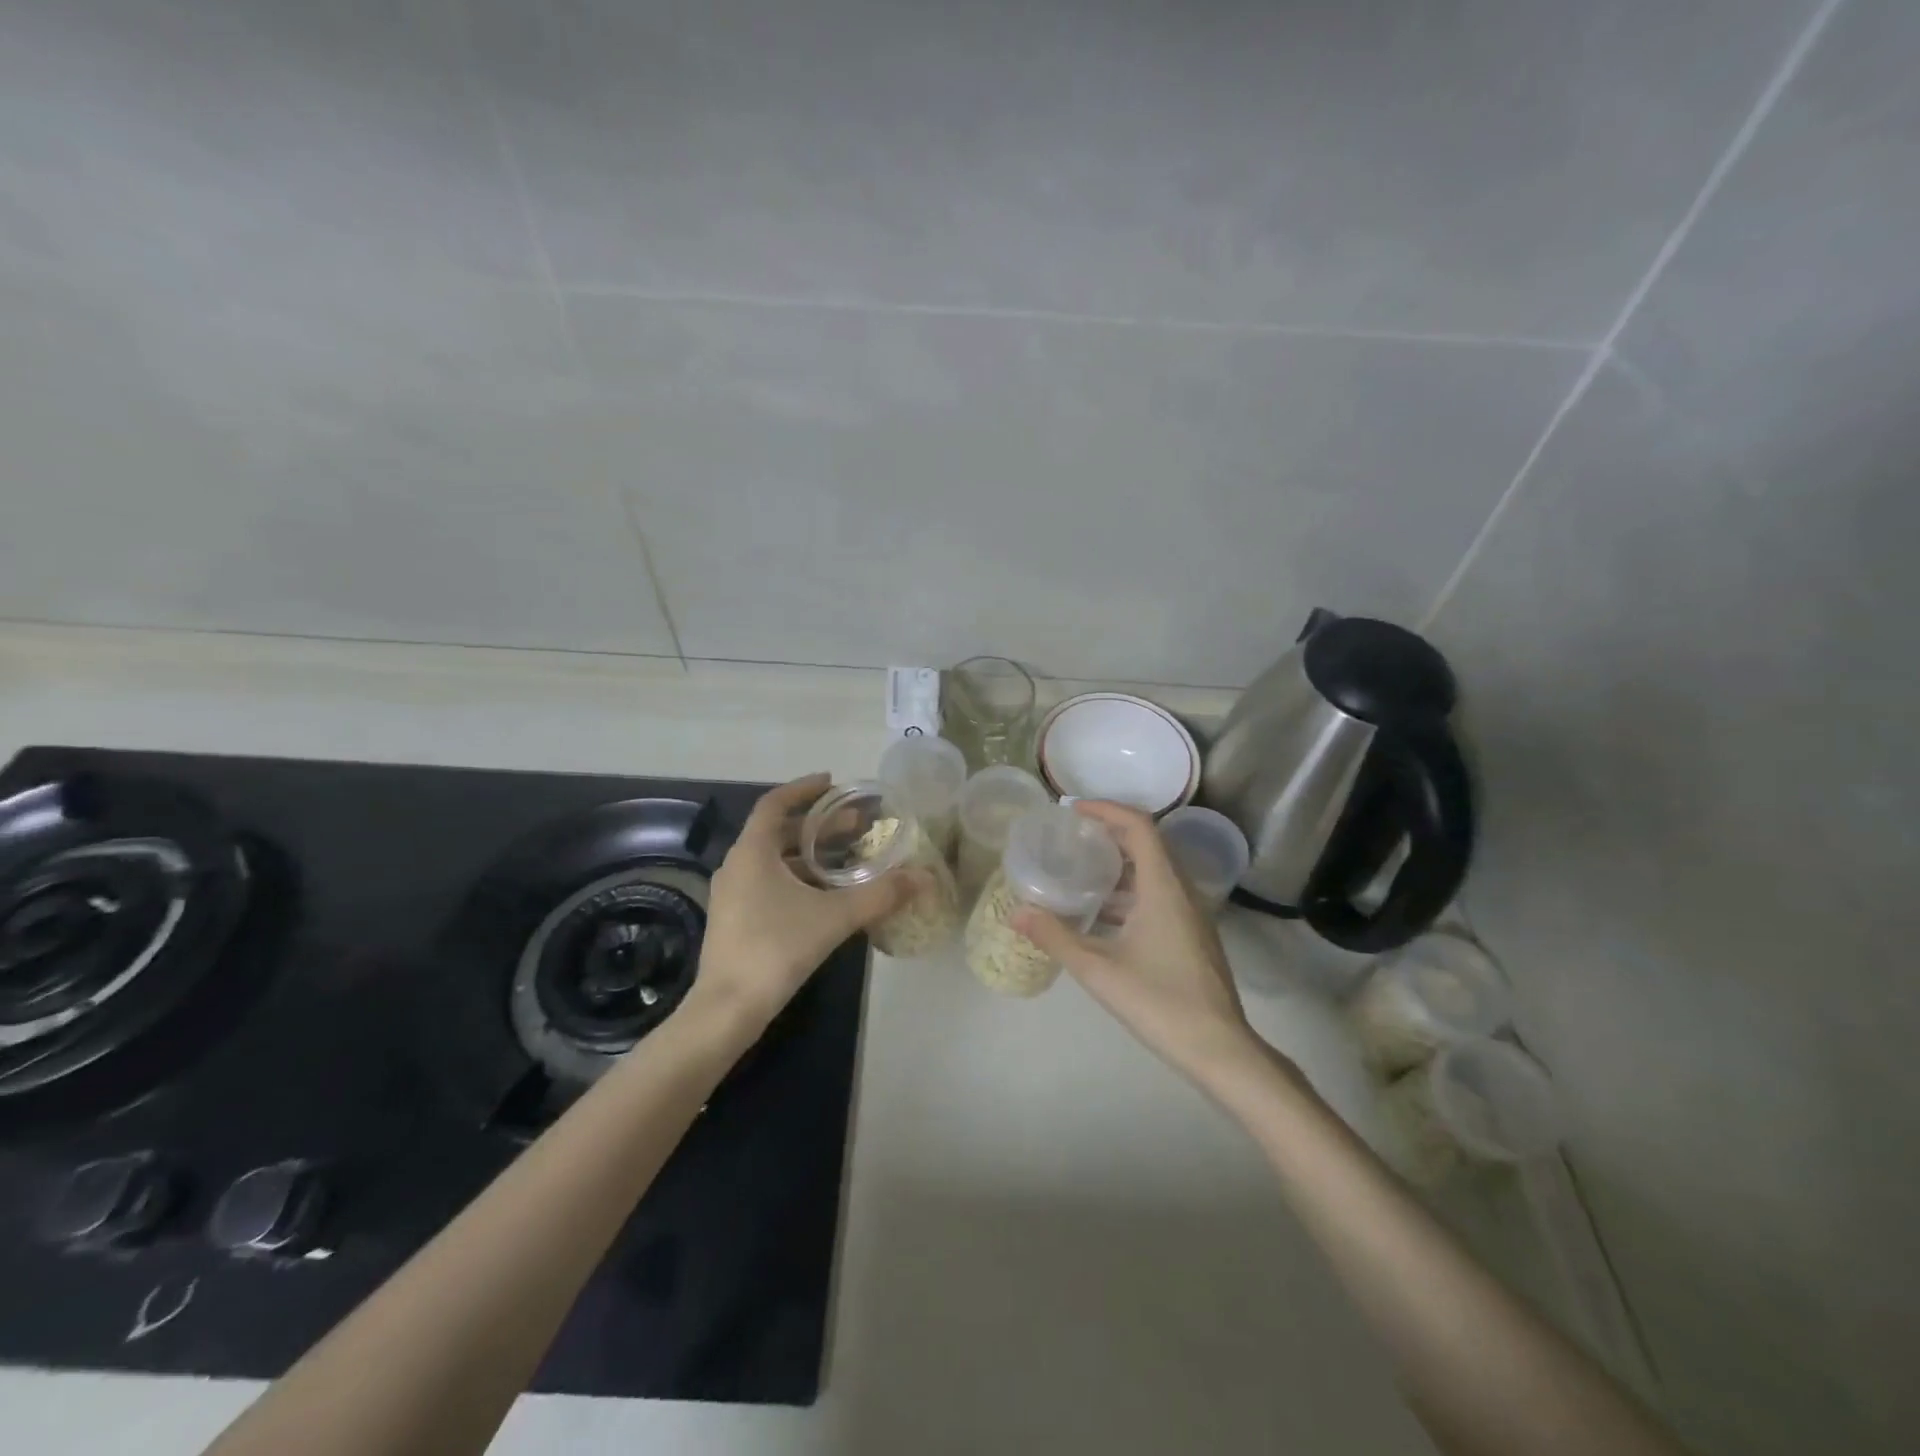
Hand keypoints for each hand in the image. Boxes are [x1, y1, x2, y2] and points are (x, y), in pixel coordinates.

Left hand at [693, 774, 922, 1026]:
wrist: (728, 1009)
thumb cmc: (776, 949)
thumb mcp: (834, 917)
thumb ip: (880, 895)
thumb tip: (923, 878)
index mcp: (752, 852)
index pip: (775, 803)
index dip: (803, 789)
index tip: (833, 783)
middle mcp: (738, 866)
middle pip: (778, 832)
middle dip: (817, 826)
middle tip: (855, 825)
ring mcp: (733, 894)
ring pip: (774, 860)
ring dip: (809, 854)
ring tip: (846, 858)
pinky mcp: (736, 919)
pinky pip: (769, 882)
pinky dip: (797, 877)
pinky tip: (825, 895)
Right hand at [1014, 801, 1271, 1088]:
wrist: (1219, 1049)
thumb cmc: (1159, 1001)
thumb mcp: (1098, 969)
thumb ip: (1055, 937)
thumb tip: (1016, 912)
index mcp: (1164, 887)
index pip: (1138, 826)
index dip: (1106, 810)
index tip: (1072, 810)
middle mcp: (1181, 891)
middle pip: (1146, 844)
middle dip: (1108, 834)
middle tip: (1070, 838)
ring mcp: (1190, 914)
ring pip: (1153, 873)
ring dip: (1118, 866)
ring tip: (1079, 872)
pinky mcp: (1191, 935)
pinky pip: (1158, 895)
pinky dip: (1128, 893)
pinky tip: (1101, 917)